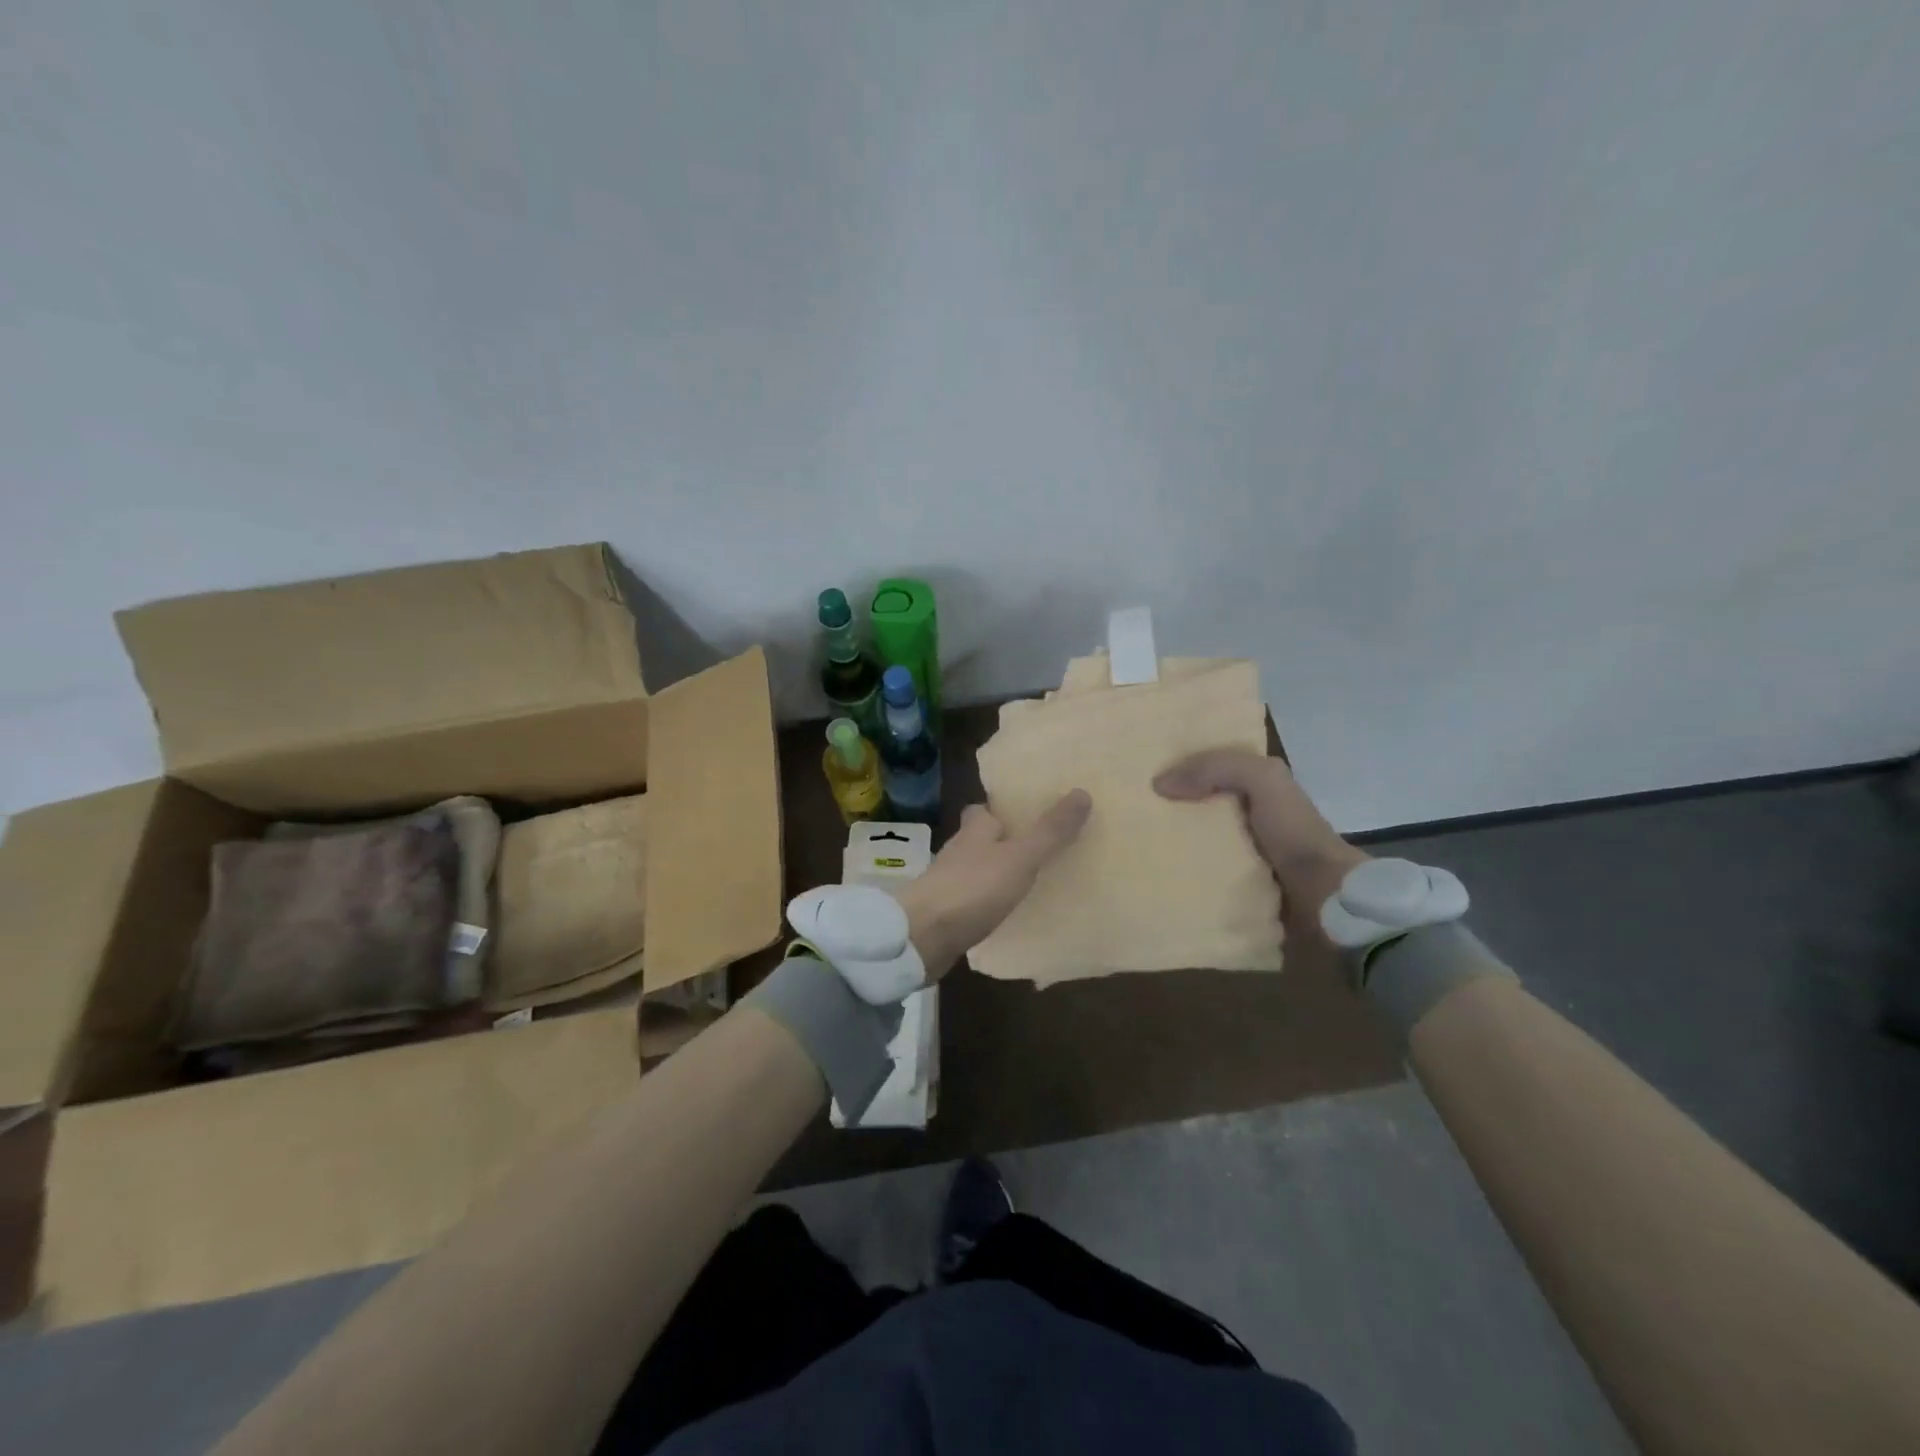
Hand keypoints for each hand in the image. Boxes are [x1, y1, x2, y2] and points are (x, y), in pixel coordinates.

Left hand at [894, 790, 1092, 978]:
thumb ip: (1049, 831)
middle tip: (1041, 847)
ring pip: (980, 868)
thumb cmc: (972, 888)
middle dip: (1007, 840)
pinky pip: (976, 898)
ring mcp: (951, 881)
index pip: (987, 808)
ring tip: (1033, 878)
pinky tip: (1010, 910)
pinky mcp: (948, 911)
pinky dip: (992, 900)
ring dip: (999, 870)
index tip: (1031, 811)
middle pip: (984, 838)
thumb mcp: (1020, 858)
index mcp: (975, 828)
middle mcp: (960, 849)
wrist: (922, 937)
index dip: (1006, 808)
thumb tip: (1082, 792)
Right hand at [1154, 750, 1367, 930]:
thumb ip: (1215, 768)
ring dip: (1172, 846)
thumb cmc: (1294, 832)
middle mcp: (1252, 820)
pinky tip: (1157, 875)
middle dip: (1170, 809)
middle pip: (1201, 808)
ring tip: (1133, 847)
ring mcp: (1246, 857)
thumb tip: (1160, 784)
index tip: (1143, 773)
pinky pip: (1203, 877)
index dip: (1182, 767)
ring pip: (1197, 844)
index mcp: (1261, 790)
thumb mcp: (1262, 779)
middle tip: (1131, 811)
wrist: (1325, 900)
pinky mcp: (1240, 889)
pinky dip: (1183, 876)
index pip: (1213, 770)